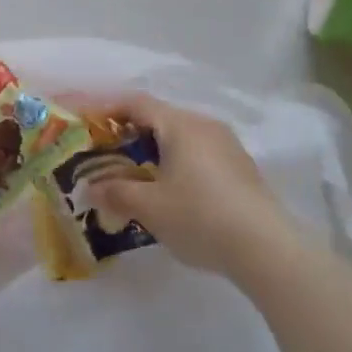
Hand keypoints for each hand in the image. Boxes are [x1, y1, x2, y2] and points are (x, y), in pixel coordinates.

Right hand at [89, 94, 305, 278]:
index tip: (83, 120)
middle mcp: (204, 124)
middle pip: (158, 117)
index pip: (135, 102)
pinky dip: (175, 161)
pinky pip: (198, 153)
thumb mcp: (150, 208)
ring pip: (180, 136)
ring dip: (152, 148)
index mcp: (180, 124)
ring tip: (132, 173)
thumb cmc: (201, 217)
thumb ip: (116, 192)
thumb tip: (90, 187)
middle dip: (127, 131)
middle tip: (104, 151)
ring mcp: (227, 145)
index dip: (105, 107)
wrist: (268, 249)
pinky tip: (169, 190)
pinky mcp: (240, 168)